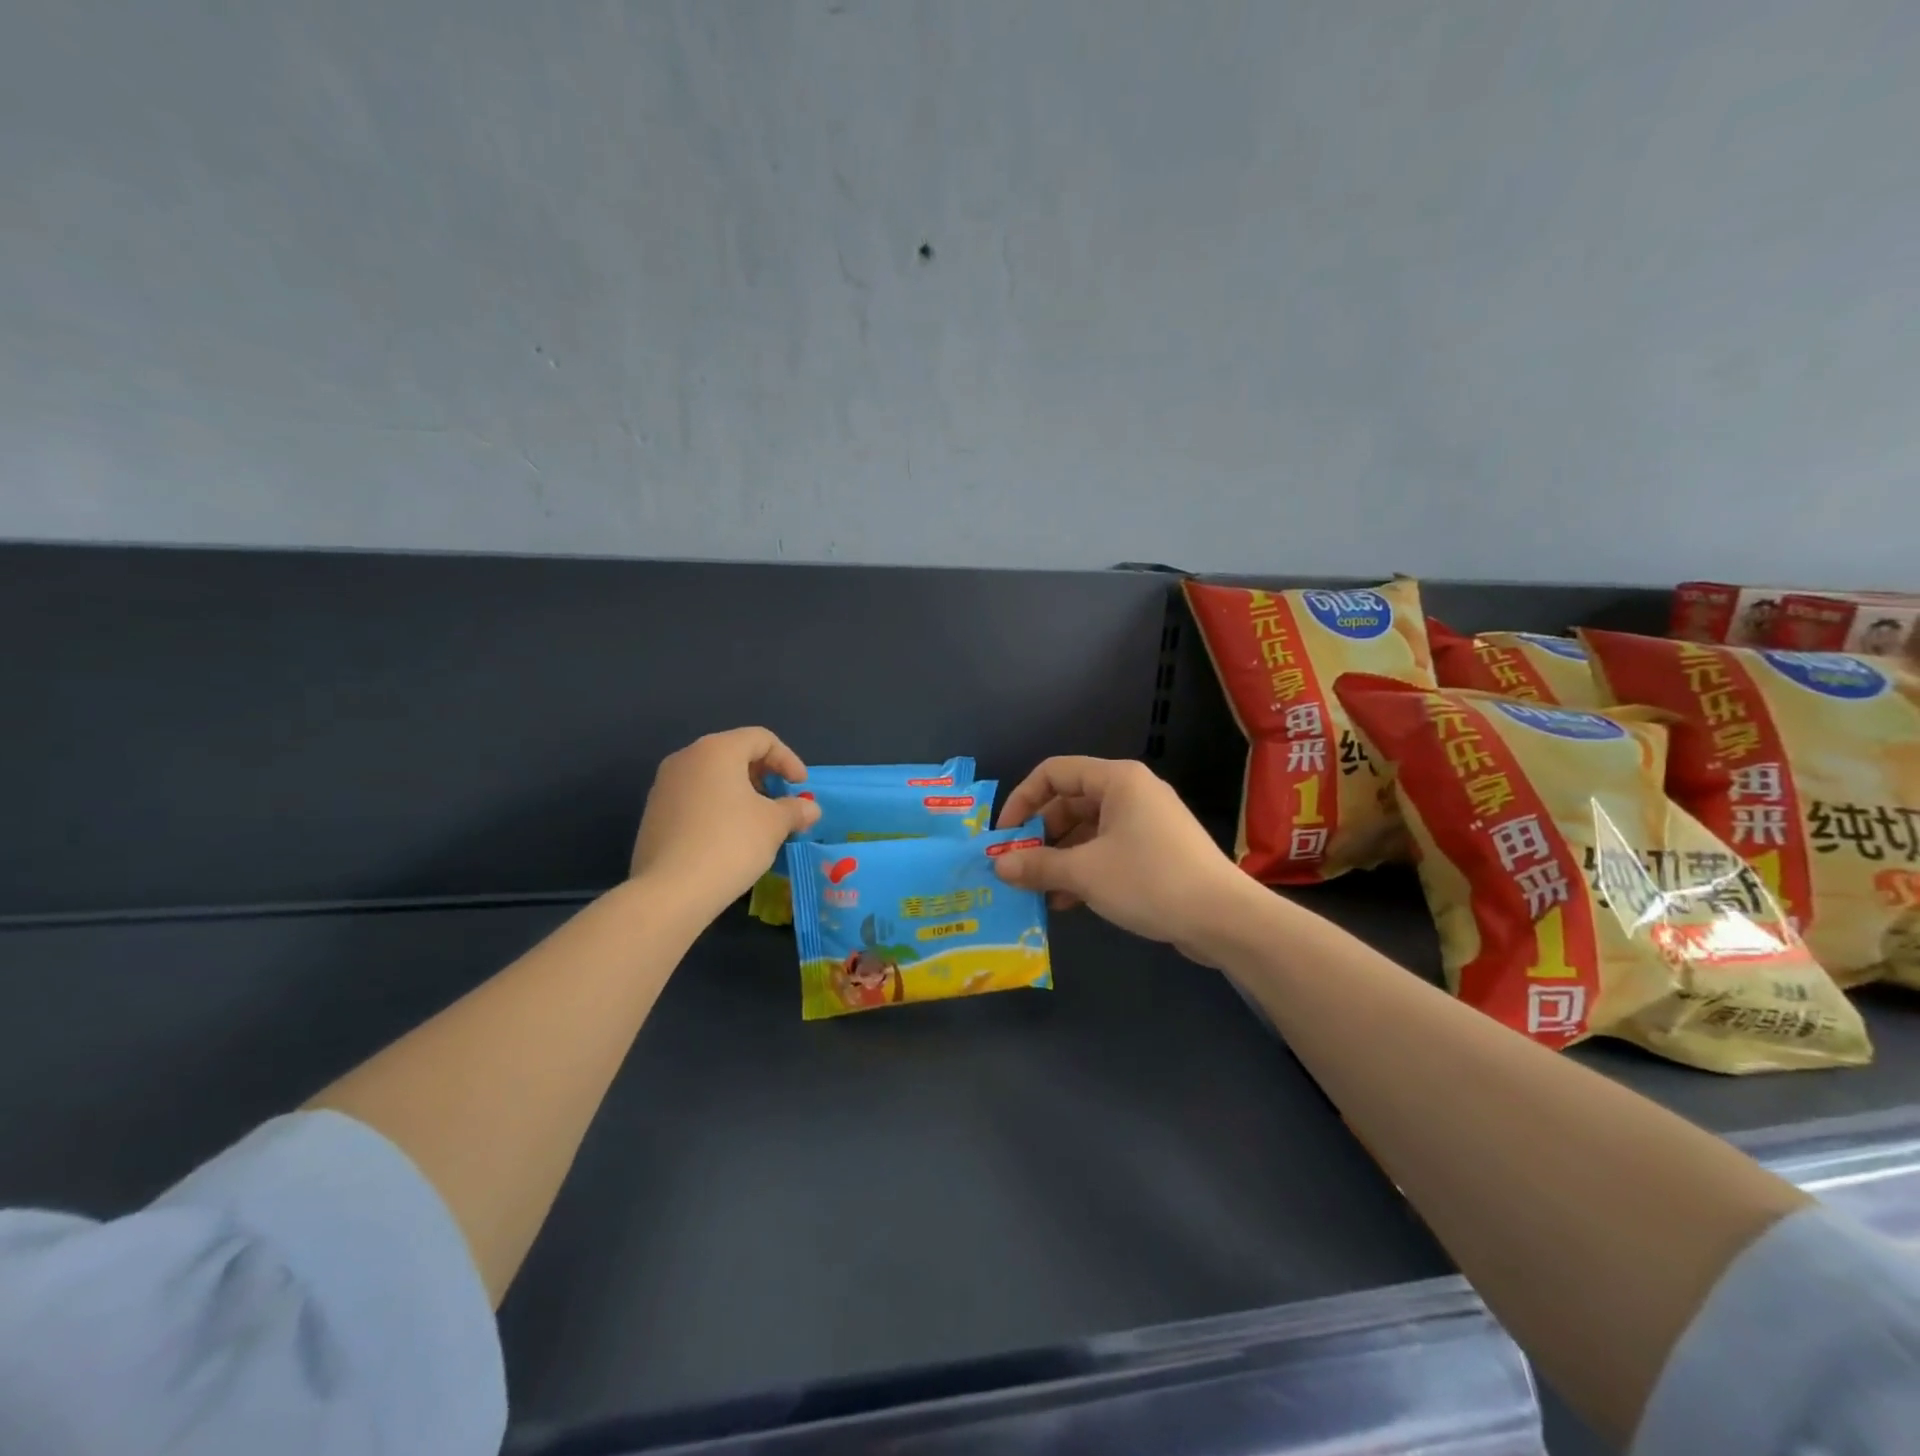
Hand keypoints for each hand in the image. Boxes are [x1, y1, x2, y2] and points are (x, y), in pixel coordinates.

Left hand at [630, 728, 820, 918]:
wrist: (670, 891)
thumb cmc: (730, 843)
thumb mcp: (774, 825)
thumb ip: (795, 810)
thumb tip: (810, 809)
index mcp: (716, 750)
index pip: (760, 738)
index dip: (788, 759)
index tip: (801, 786)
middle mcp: (686, 758)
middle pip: (734, 753)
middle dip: (764, 775)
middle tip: (782, 801)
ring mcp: (664, 786)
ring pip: (712, 777)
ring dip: (741, 792)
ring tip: (758, 821)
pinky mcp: (654, 814)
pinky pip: (694, 798)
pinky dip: (718, 807)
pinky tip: (729, 837)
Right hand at [992, 757, 1258, 961]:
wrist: (1224, 918)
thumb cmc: (1150, 880)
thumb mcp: (1085, 873)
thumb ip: (1037, 865)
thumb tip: (997, 865)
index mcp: (1117, 780)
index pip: (1054, 773)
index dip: (1022, 800)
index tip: (1004, 836)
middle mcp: (1131, 792)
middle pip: (1069, 802)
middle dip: (1039, 835)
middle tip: (1017, 866)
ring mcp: (1146, 822)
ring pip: (1087, 830)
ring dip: (1059, 858)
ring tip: (1037, 890)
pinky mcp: (1156, 850)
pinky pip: (1107, 850)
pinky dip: (1084, 869)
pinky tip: (1065, 901)